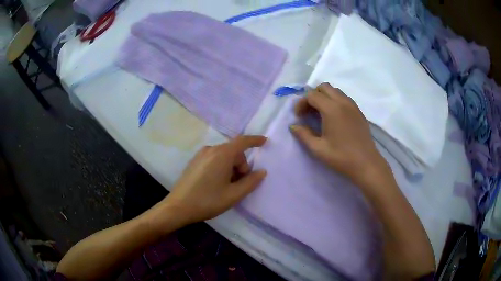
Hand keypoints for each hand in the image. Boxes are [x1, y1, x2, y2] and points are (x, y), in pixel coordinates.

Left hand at [162, 135, 266, 224]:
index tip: (265, 142)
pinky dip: (221, 167)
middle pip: (233, 151)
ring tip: (227, 187)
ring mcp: (201, 155)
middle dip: (241, 165)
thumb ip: (251, 182)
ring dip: (231, 167)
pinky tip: (216, 184)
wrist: (178, 207)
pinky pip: (214, 159)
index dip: (255, 140)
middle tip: (239, 184)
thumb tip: (262, 172)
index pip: (242, 141)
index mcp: (221, 155)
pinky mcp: (195, 161)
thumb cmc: (207, 201)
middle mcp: (211, 149)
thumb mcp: (233, 195)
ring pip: (224, 156)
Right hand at [290, 83, 388, 186]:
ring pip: (335, 91)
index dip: (301, 103)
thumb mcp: (318, 149)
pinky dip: (335, 101)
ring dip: (324, 97)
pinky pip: (344, 98)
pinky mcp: (358, 111)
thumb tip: (293, 126)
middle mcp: (342, 102)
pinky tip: (333, 117)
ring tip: (320, 114)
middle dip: (313, 96)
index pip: (312, 95)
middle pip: (324, 87)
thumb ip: (303, 135)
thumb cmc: (341, 157)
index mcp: (332, 109)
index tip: (299, 117)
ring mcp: (352, 105)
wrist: (366, 163)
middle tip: (309, 112)